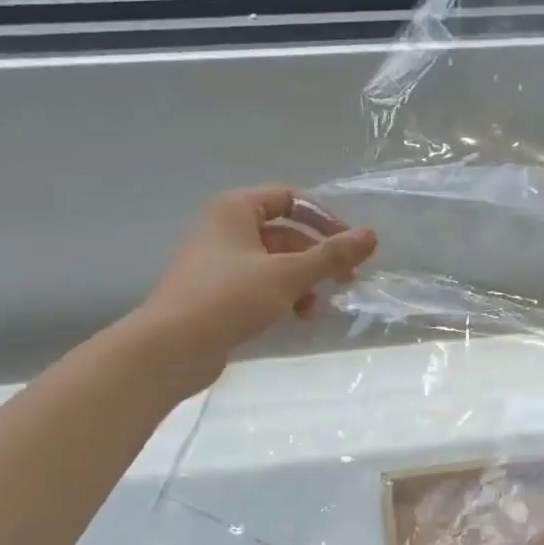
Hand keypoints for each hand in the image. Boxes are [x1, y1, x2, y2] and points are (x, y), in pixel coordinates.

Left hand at [123, 186, 377, 397]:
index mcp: (236, 209)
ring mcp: (218, 262)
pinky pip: (260, 284)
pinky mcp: (216, 292)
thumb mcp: (289, 274)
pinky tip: (296, 317)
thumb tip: (371, 235)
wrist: (172, 347)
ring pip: (274, 262)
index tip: (349, 244)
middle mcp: (225, 228)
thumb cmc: (230, 298)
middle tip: (346, 279)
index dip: (324, 218)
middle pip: (285, 232)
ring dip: (303, 280)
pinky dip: (283, 295)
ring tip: (316, 307)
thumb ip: (332, 255)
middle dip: (317, 256)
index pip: (290, 198)